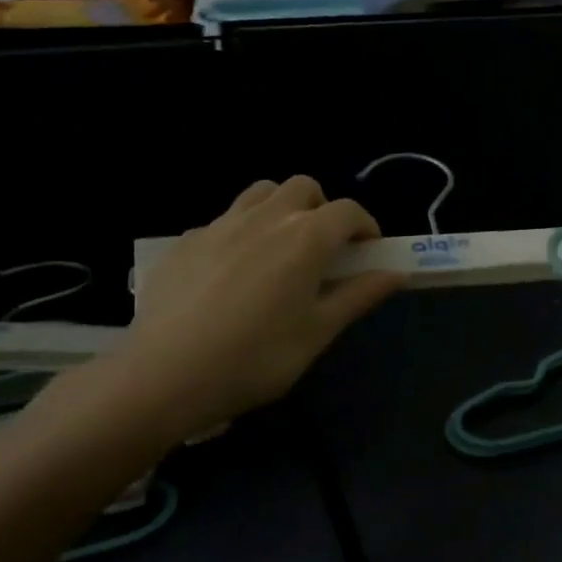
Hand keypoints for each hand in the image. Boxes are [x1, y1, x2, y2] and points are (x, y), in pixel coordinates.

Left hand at [107, 177, 404, 444]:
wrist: (165, 374)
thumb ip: (358, 296)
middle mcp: (267, 218)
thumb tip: (396, 273)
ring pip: (261, 193)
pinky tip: (232, 273)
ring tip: (280, 248)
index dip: (366, 227)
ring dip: (281, 208)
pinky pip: (224, 220)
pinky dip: (242, 232)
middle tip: (324, 248)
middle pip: (304, 188)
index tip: (368, 252)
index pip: (349, 211)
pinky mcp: (186, 241)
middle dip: (323, 209)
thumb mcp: (317, 332)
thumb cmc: (256, 357)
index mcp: (306, 238)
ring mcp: (221, 224)